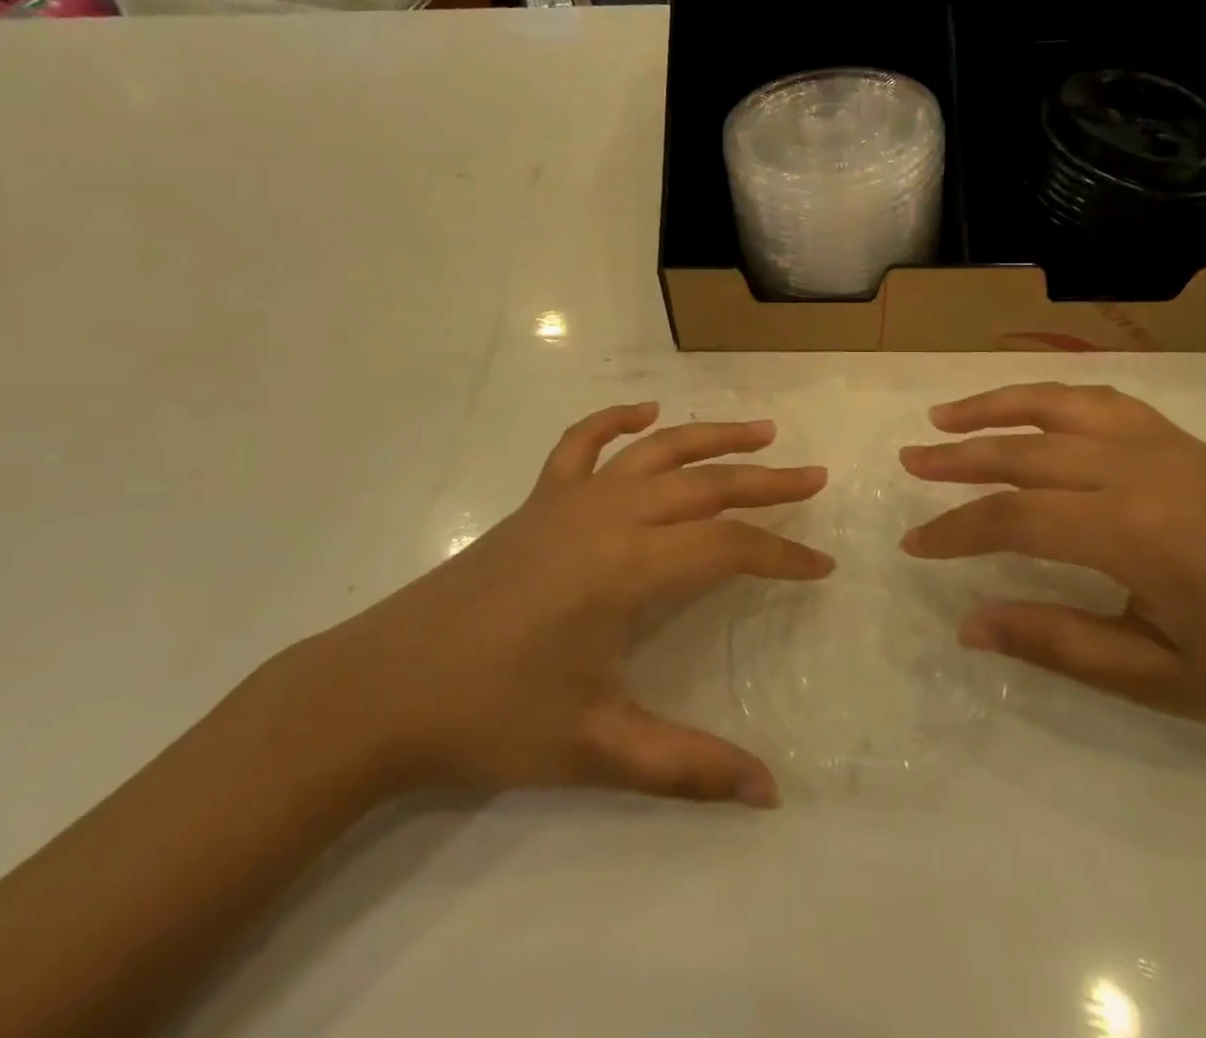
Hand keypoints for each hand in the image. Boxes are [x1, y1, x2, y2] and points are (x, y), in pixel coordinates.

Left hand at [301, 404, 830, 807]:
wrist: (382, 688)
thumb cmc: (492, 716)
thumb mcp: (596, 747)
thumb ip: (686, 766)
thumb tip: (769, 793)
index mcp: (628, 566)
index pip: (728, 548)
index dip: (781, 555)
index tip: (822, 566)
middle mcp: (609, 515)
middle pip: (704, 485)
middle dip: (766, 483)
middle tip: (815, 479)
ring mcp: (570, 498)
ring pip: (656, 451)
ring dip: (711, 436)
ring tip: (759, 432)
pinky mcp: (538, 499)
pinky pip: (582, 442)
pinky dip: (617, 420)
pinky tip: (646, 413)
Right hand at [898, 382, 1205, 741]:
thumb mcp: (1158, 678)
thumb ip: (1056, 641)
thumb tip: (969, 623)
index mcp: (1133, 531)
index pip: (1015, 518)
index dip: (956, 530)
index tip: (915, 545)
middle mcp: (1139, 469)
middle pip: (1025, 449)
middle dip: (958, 457)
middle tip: (908, 461)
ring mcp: (1165, 445)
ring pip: (1059, 406)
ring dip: (996, 406)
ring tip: (947, 415)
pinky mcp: (1185, 442)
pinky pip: (1103, 401)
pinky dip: (1053, 398)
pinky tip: (1032, 410)